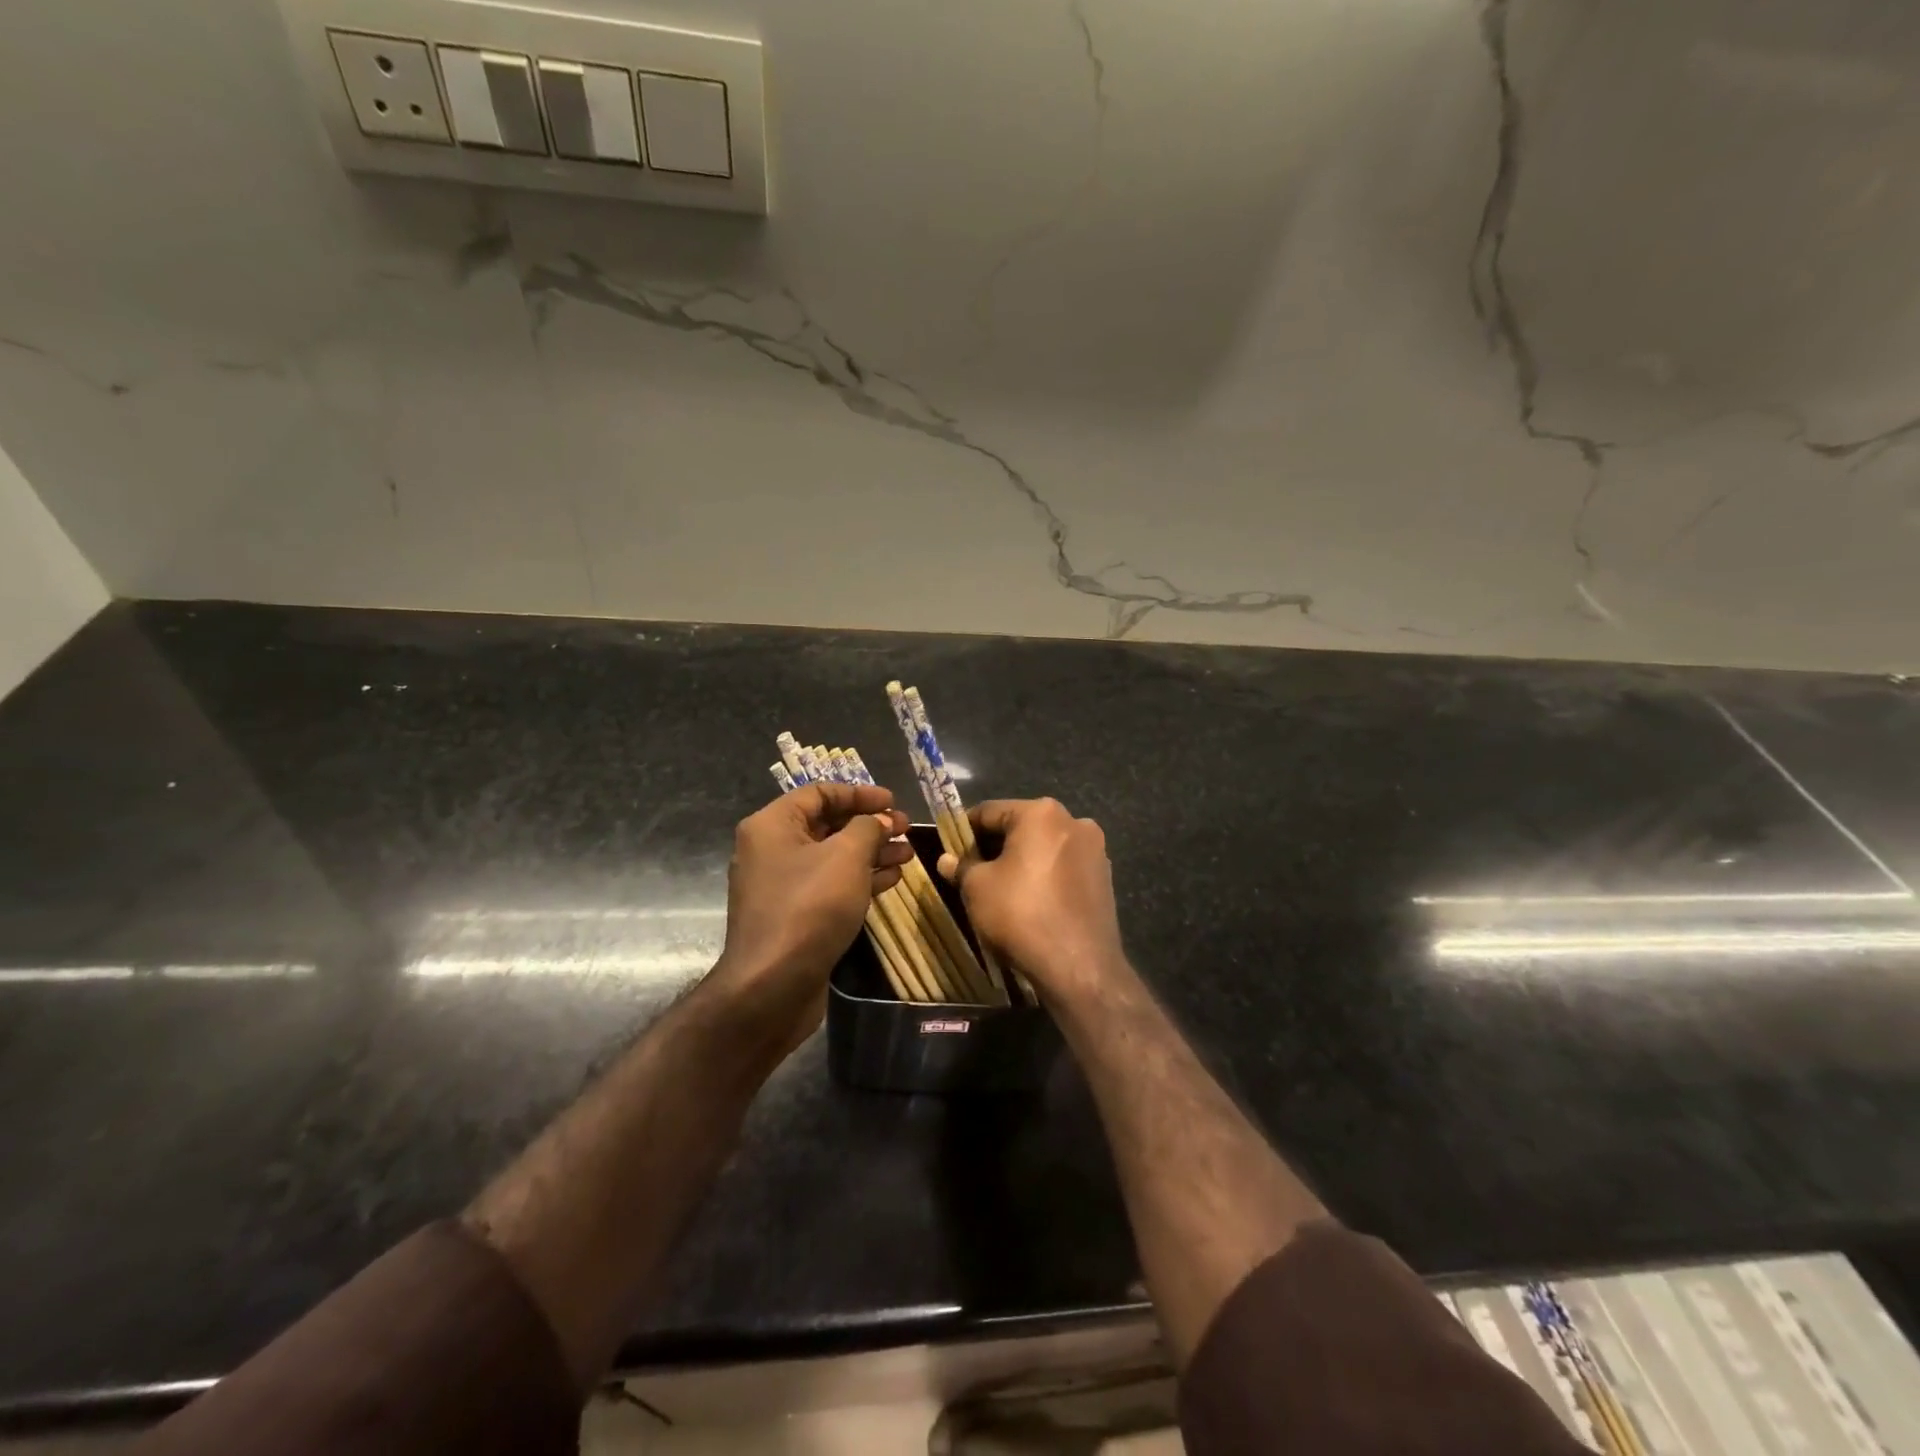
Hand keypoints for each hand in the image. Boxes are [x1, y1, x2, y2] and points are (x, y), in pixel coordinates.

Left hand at [711, 783, 911, 1047]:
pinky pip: (829, 885)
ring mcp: (781, 885)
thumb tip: (880, 820)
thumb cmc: (809, 907)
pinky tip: (891, 880)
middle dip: (870, 825)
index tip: (893, 803)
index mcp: (772, 825)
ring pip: (832, 857)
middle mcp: (771, 849)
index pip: (819, 793)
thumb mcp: (846, 856)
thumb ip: (868, 828)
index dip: (859, 793)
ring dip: (871, 853)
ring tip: (907, 855)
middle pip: (827, 824)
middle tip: (905, 830)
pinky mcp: (794, 915)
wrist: (772, 986)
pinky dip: (859, 879)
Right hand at [939, 798, 1124, 1001]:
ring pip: (1044, 847)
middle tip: (971, 871)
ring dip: (1021, 861)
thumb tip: (947, 859)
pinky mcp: (1105, 878)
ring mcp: (1095, 850)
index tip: (950, 850)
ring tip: (1000, 889)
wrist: (1078, 966)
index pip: (989, 811)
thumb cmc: (1020, 914)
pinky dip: (1044, 876)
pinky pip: (1064, 868)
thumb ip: (961, 866)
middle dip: (995, 846)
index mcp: (1041, 813)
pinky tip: (1031, 901)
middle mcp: (1074, 821)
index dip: (964, 830)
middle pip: (1021, 827)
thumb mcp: (977, 888)